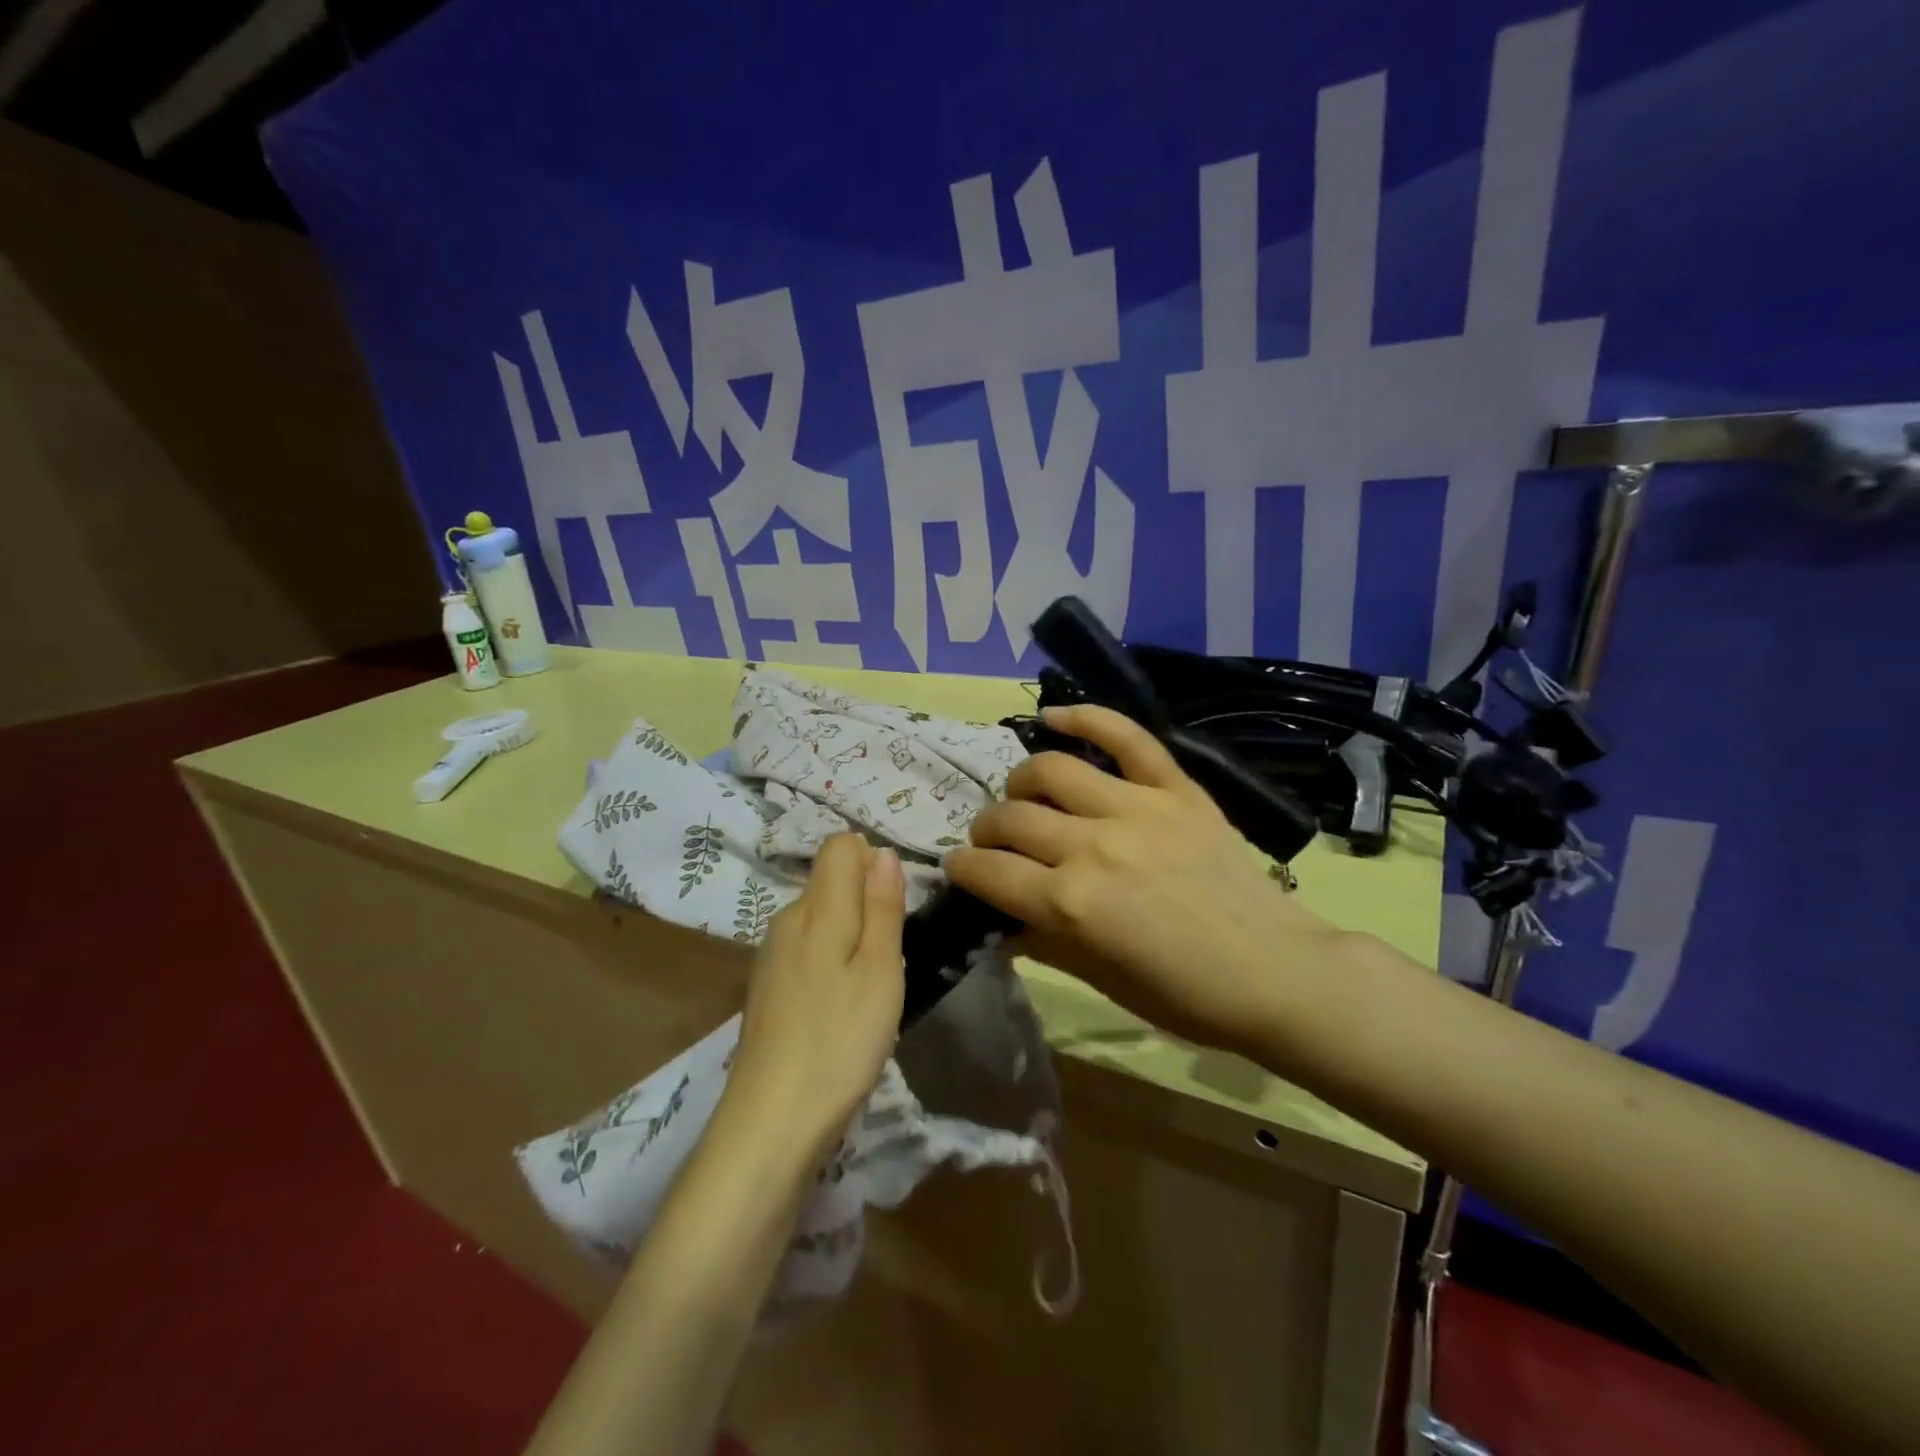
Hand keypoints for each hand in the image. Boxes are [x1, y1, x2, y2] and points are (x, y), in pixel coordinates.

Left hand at [725, 834, 906, 1161]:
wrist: (771, 1122)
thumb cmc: (840, 1040)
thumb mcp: (879, 971)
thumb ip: (882, 907)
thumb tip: (882, 852)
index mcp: (815, 908)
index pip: (840, 846)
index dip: (873, 862)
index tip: (894, 908)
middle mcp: (786, 919)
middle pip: (831, 882)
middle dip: (867, 904)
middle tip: (890, 958)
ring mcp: (771, 955)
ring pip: (822, 918)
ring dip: (852, 938)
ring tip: (869, 989)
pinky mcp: (767, 986)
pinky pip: (808, 949)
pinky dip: (831, 963)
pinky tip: (840, 1009)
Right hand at [947, 705, 1342, 1053]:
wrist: (1276, 973)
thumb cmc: (1185, 995)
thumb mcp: (1100, 980)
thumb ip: (1042, 941)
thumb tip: (999, 919)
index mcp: (1071, 904)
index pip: (988, 872)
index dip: (962, 869)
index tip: (959, 868)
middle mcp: (1093, 846)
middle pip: (1011, 818)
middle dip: (986, 830)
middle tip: (992, 841)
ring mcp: (1137, 808)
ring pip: (1051, 770)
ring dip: (1021, 783)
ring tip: (1024, 796)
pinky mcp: (1176, 789)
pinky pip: (1127, 736)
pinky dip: (1087, 716)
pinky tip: (1056, 716)